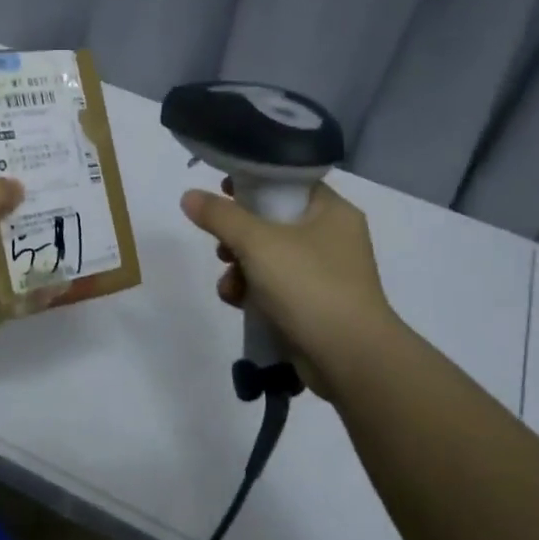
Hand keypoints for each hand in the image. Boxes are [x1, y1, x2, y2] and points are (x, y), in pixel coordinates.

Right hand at [180, 180, 397, 393]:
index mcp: (332, 211)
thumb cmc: (309, 286)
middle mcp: (332, 237)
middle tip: (222, 244)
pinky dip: (253, 292)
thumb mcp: (258, 243)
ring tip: (229, 283)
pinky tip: (238, 302)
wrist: (349, 358)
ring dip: (240, 267)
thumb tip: (189, 195)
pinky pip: (275, 287)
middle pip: (273, 221)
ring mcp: (325, 274)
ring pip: (269, 257)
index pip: (288, 182)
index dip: (253, 182)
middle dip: (238, 235)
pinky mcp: (314, 305)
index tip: (222, 191)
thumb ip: (221, 216)